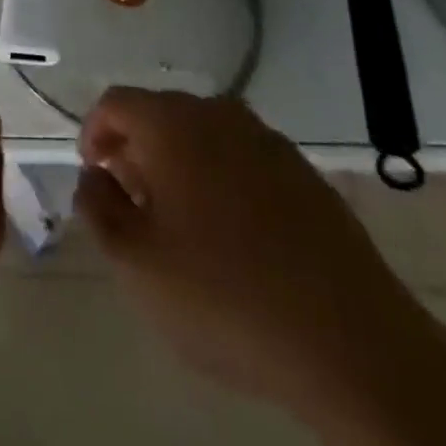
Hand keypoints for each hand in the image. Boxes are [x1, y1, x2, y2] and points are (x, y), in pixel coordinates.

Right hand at [76, 91, 445, 445]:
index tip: (94, 175)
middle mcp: (218, 113)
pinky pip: (244, 158)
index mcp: (172, 124)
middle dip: (136, 149)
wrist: (353, 342)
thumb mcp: (137, 265)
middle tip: (133, 203)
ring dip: (180, 164)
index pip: (115, 102)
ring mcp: (267, 139)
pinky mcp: (304, 172)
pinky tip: (234, 234)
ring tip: (180, 221)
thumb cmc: (226, 296)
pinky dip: (223, 178)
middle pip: (160, 114)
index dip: (94, 132)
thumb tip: (93, 177)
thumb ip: (98, 209)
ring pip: (204, 135)